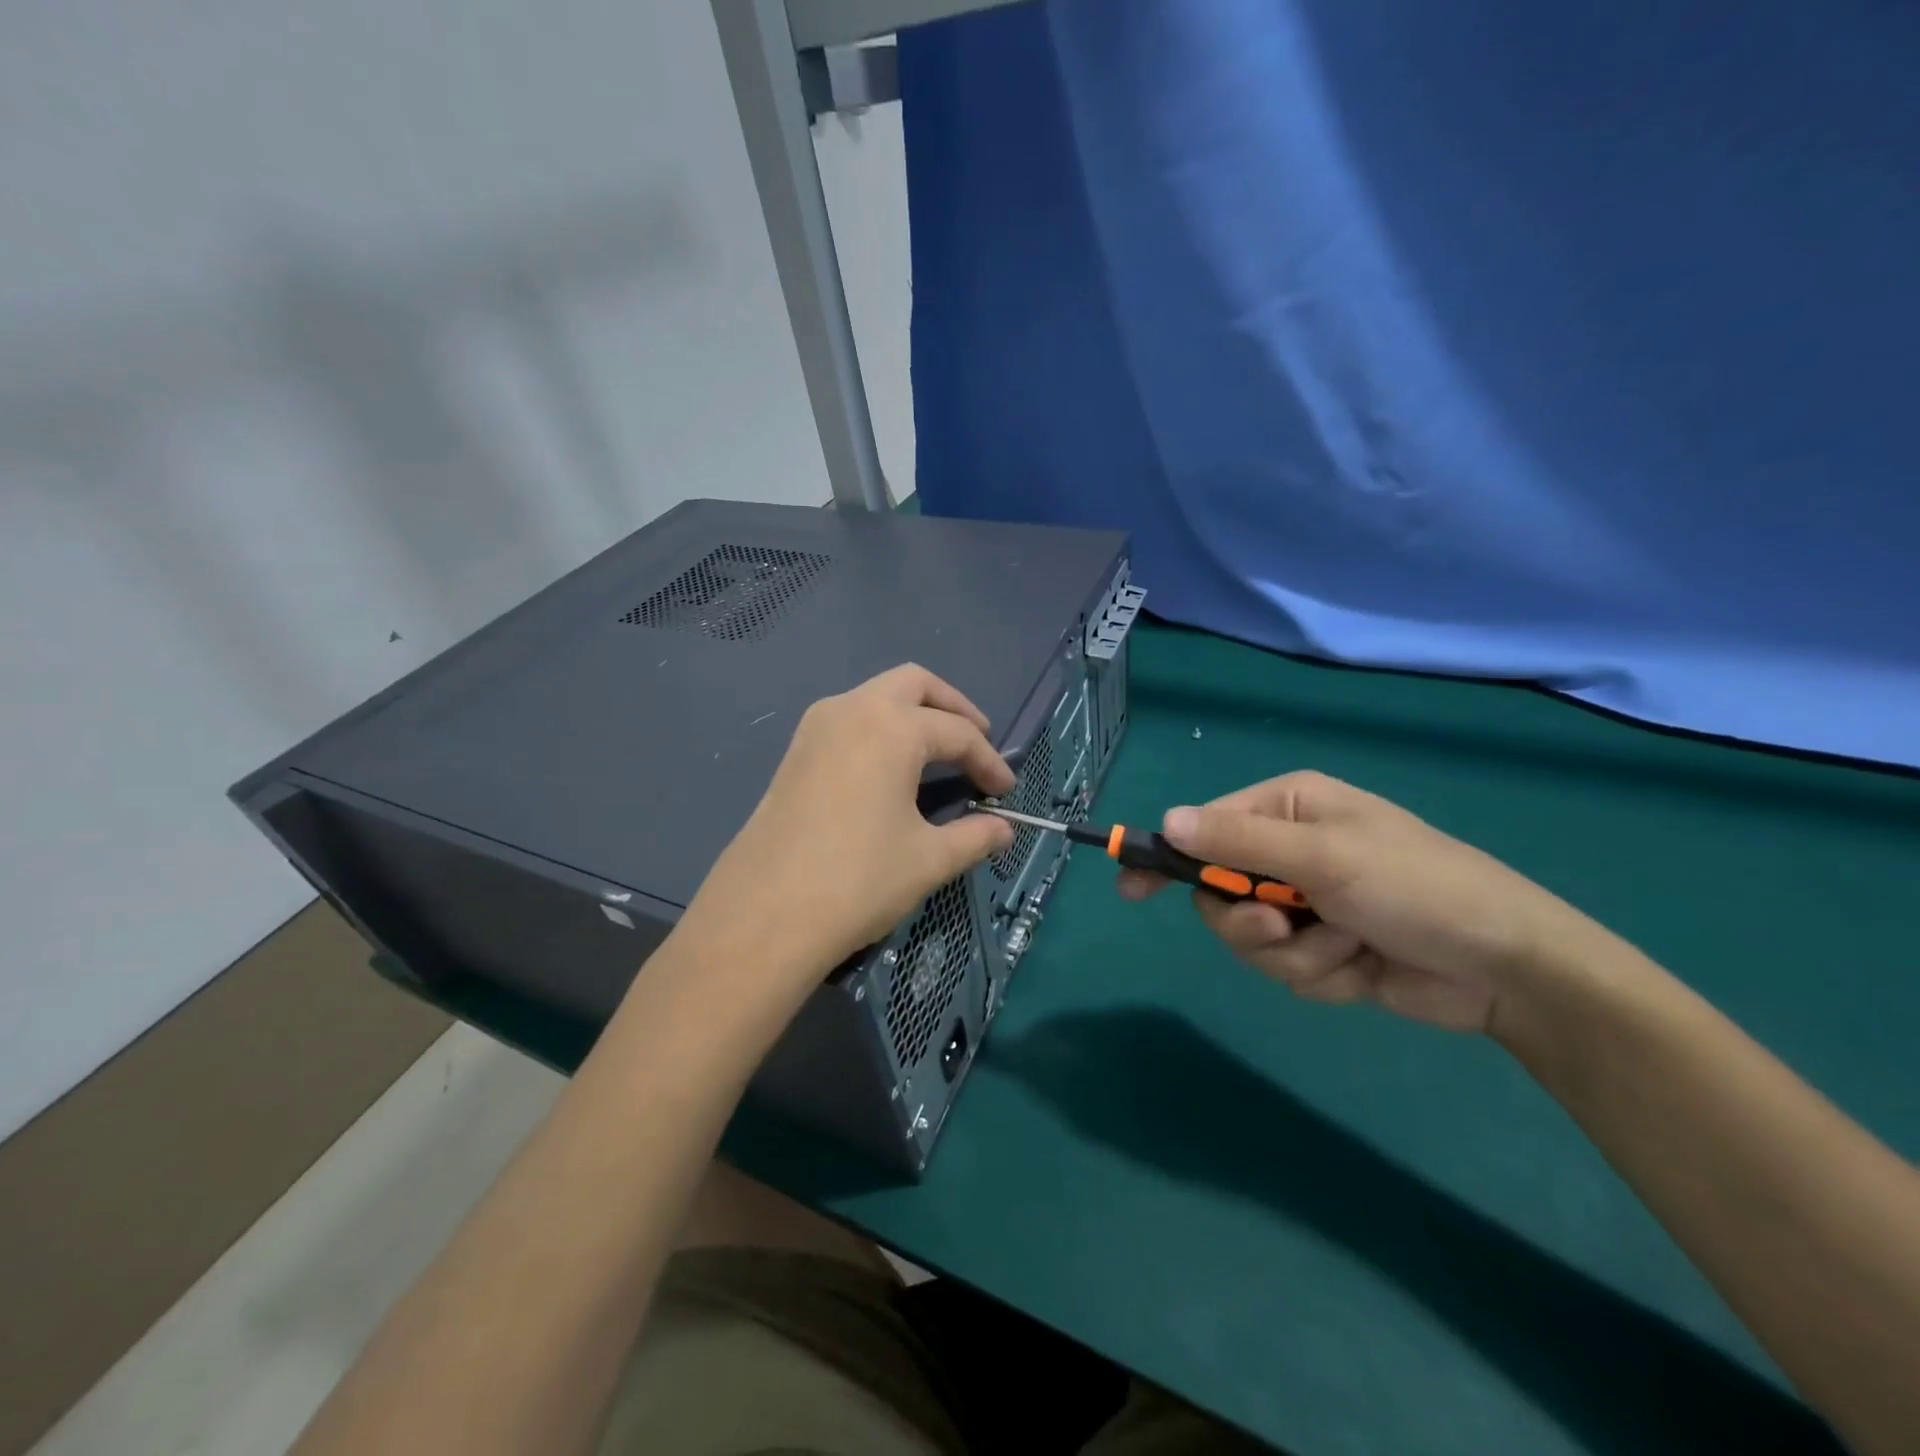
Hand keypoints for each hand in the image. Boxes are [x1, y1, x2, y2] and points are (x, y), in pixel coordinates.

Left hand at [673, 665, 1014, 1021]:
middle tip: (976, 741)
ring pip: (876, 696)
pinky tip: (890, 769)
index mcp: (891, 727)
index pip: (957, 732)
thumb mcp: (928, 859)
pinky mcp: (795, 751)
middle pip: (914, 684)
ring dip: (913, 713)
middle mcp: (852, 709)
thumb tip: (1004, 830)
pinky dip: (880, 729)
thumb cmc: (858, 880)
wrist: (764, 915)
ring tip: (937, 752)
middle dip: (953, 707)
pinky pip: (849, 719)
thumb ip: (974, 837)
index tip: (1006, 790)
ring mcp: (816, 727)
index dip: (989, 760)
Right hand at [1121, 771, 1597, 1033]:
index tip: (1133, 887)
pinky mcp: (1323, 949)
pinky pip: (1285, 967)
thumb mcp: (1325, 858)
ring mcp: (1307, 903)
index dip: (1170, 857)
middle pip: (1220, 891)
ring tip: (1345, 949)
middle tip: (1283, 928)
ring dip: (1294, 954)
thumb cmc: (1417, 888)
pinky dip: (1319, 974)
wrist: (1508, 969)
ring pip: (1250, 937)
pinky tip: (1362, 968)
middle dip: (1250, 922)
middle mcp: (1291, 850)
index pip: (1205, 828)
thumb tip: (1167, 821)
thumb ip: (1240, 842)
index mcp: (1288, 810)